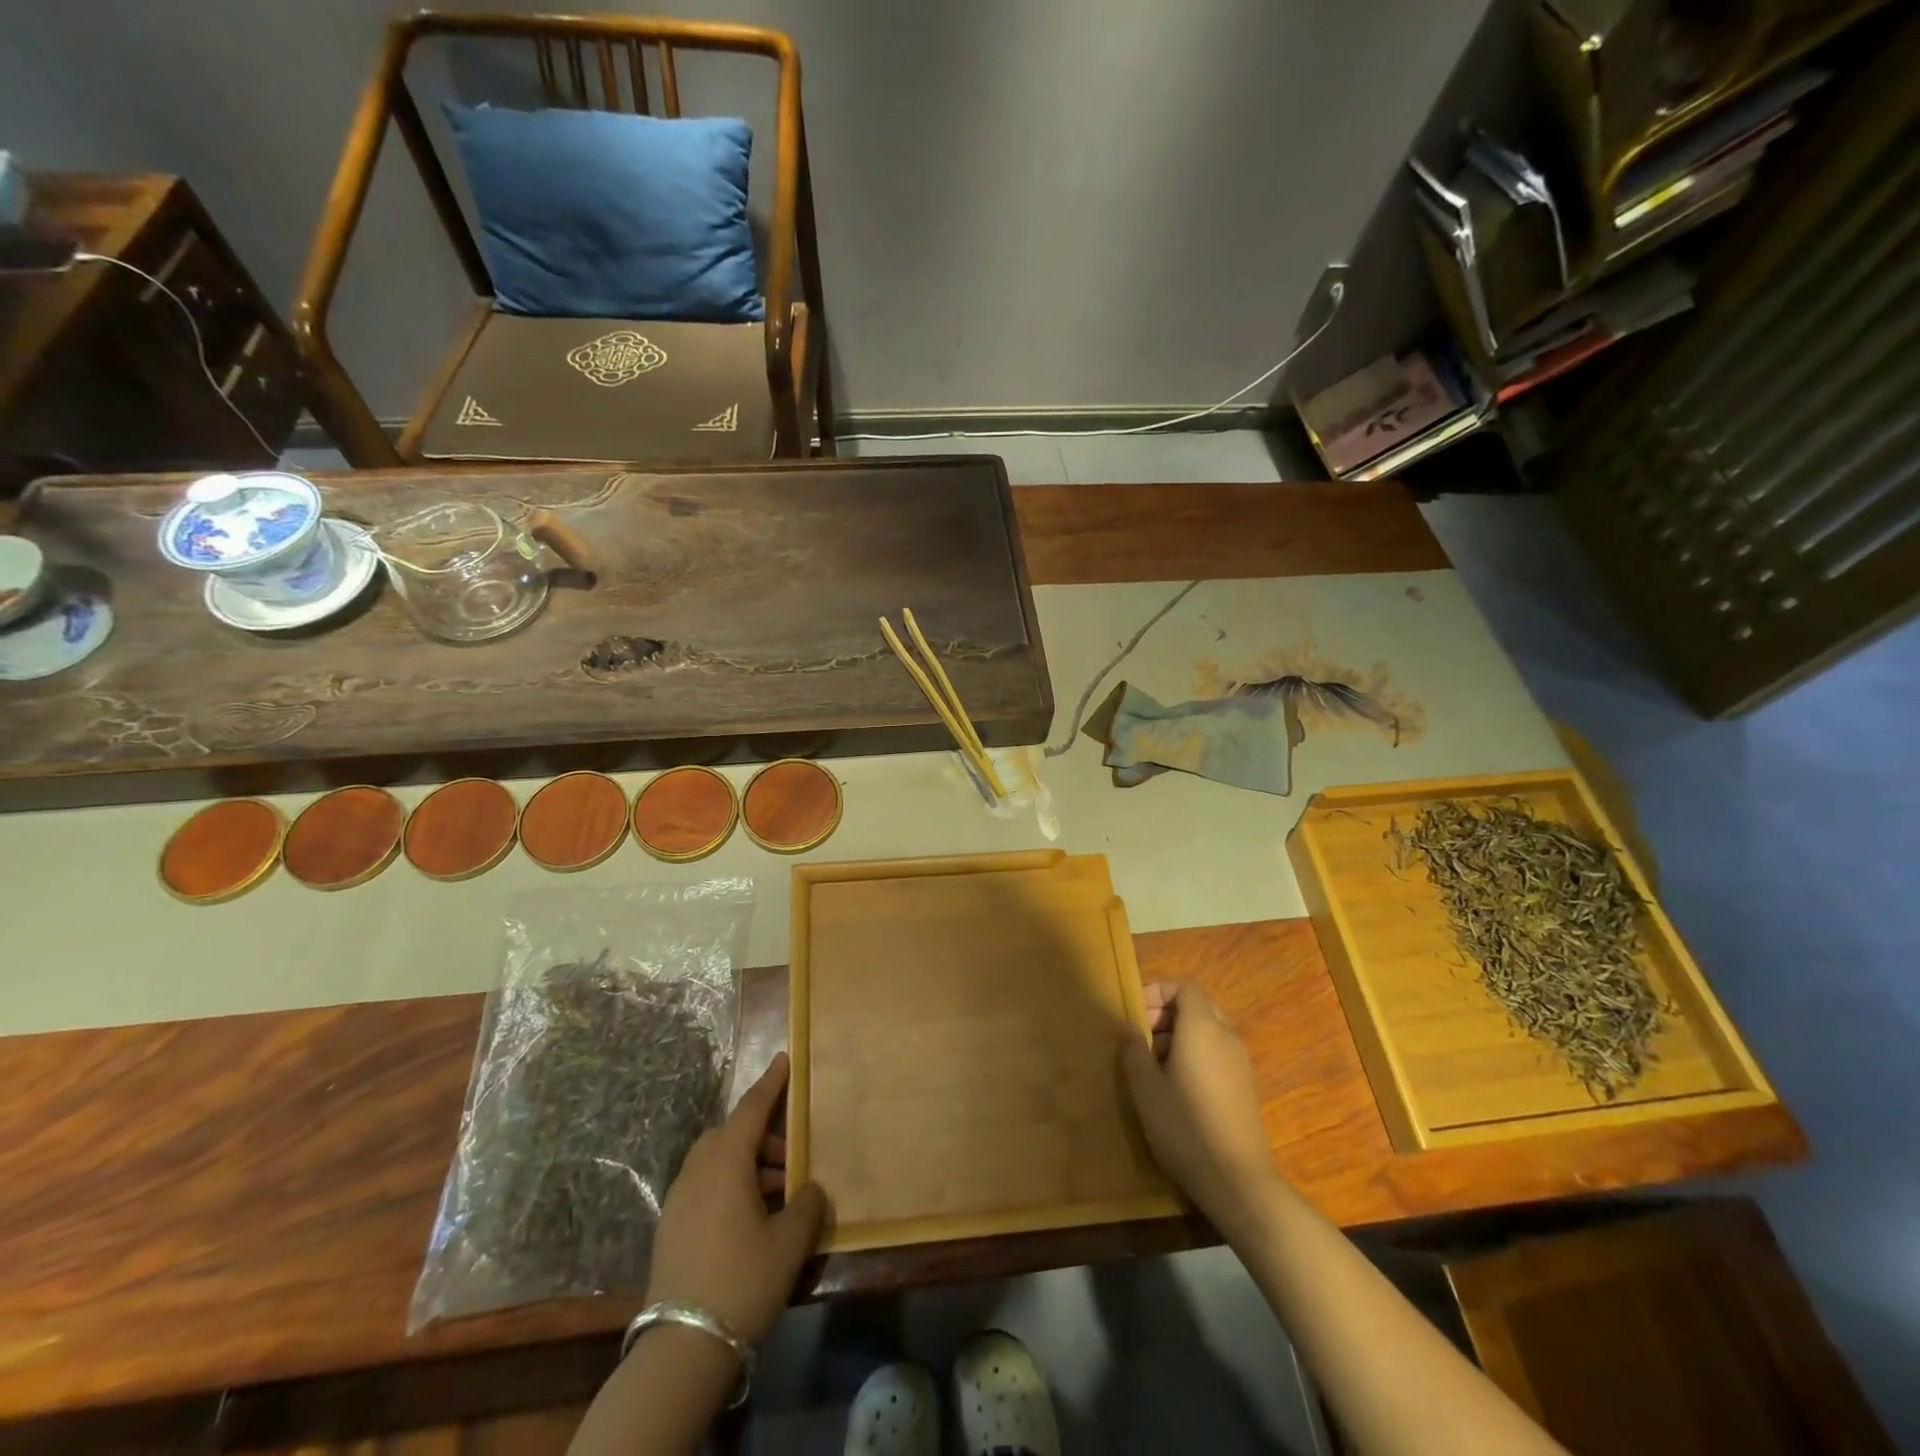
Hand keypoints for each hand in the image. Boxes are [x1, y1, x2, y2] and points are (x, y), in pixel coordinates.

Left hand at [644, 1052, 826, 1343]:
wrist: (681, 1348)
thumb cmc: (743, 1280)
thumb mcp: (789, 1242)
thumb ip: (807, 1205)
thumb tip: (810, 1190)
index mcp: (726, 1162)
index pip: (751, 1109)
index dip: (771, 1084)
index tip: (784, 1059)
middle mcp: (697, 1171)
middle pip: (731, 1135)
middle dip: (763, 1137)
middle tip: (793, 1159)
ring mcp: (679, 1200)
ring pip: (717, 1162)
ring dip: (748, 1166)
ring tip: (779, 1197)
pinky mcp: (671, 1228)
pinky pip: (706, 1187)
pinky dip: (731, 1187)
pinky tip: (752, 1220)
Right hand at [1119, 981, 1277, 1225]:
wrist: (1237, 1181)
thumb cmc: (1185, 1126)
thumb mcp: (1146, 1088)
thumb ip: (1133, 1050)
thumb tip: (1126, 1026)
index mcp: (1202, 1028)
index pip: (1184, 987)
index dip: (1158, 992)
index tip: (1135, 1015)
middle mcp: (1226, 1036)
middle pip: (1197, 1006)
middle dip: (1167, 1014)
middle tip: (1141, 1037)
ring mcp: (1240, 1062)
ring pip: (1208, 1030)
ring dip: (1179, 1035)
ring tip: (1154, 1065)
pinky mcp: (1245, 1087)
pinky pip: (1217, 1052)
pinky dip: (1195, 1054)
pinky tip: (1177, 1088)